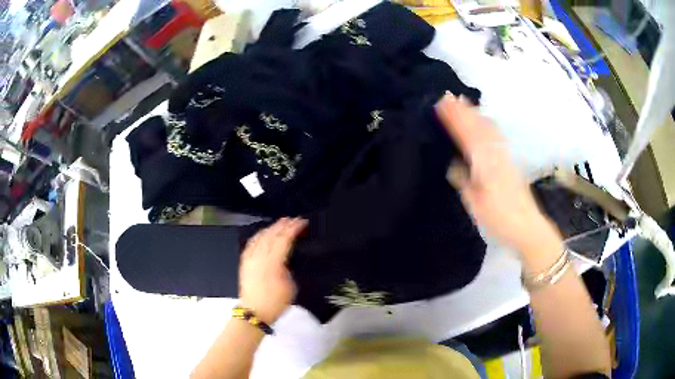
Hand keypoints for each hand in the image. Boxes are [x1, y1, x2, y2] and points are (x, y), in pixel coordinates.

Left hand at [239, 218, 306, 323]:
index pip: (284, 239)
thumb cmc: (275, 302)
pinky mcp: (245, 262)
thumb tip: (285, 258)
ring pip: (260, 237)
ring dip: (271, 228)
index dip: (293, 229)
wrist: (254, 311)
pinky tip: (262, 233)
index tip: (302, 222)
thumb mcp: (290, 286)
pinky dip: (258, 236)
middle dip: (283, 225)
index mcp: (273, 262)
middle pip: (272, 235)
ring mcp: (250, 258)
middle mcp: (260, 257)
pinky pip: (251, 243)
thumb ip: (287, 268)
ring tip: (280, 223)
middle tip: (293, 219)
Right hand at [436, 95, 560, 255]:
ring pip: (489, 129)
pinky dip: (487, 124)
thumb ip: (464, 181)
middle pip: (478, 127)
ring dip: (475, 114)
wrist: (528, 228)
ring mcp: (505, 157)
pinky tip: (485, 122)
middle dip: (463, 111)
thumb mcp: (476, 205)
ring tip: (463, 102)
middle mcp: (496, 155)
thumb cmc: (500, 219)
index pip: (466, 135)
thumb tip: (453, 164)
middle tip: (448, 96)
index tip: (441, 104)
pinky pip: (497, 136)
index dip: (454, 119)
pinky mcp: (510, 162)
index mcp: (485, 164)